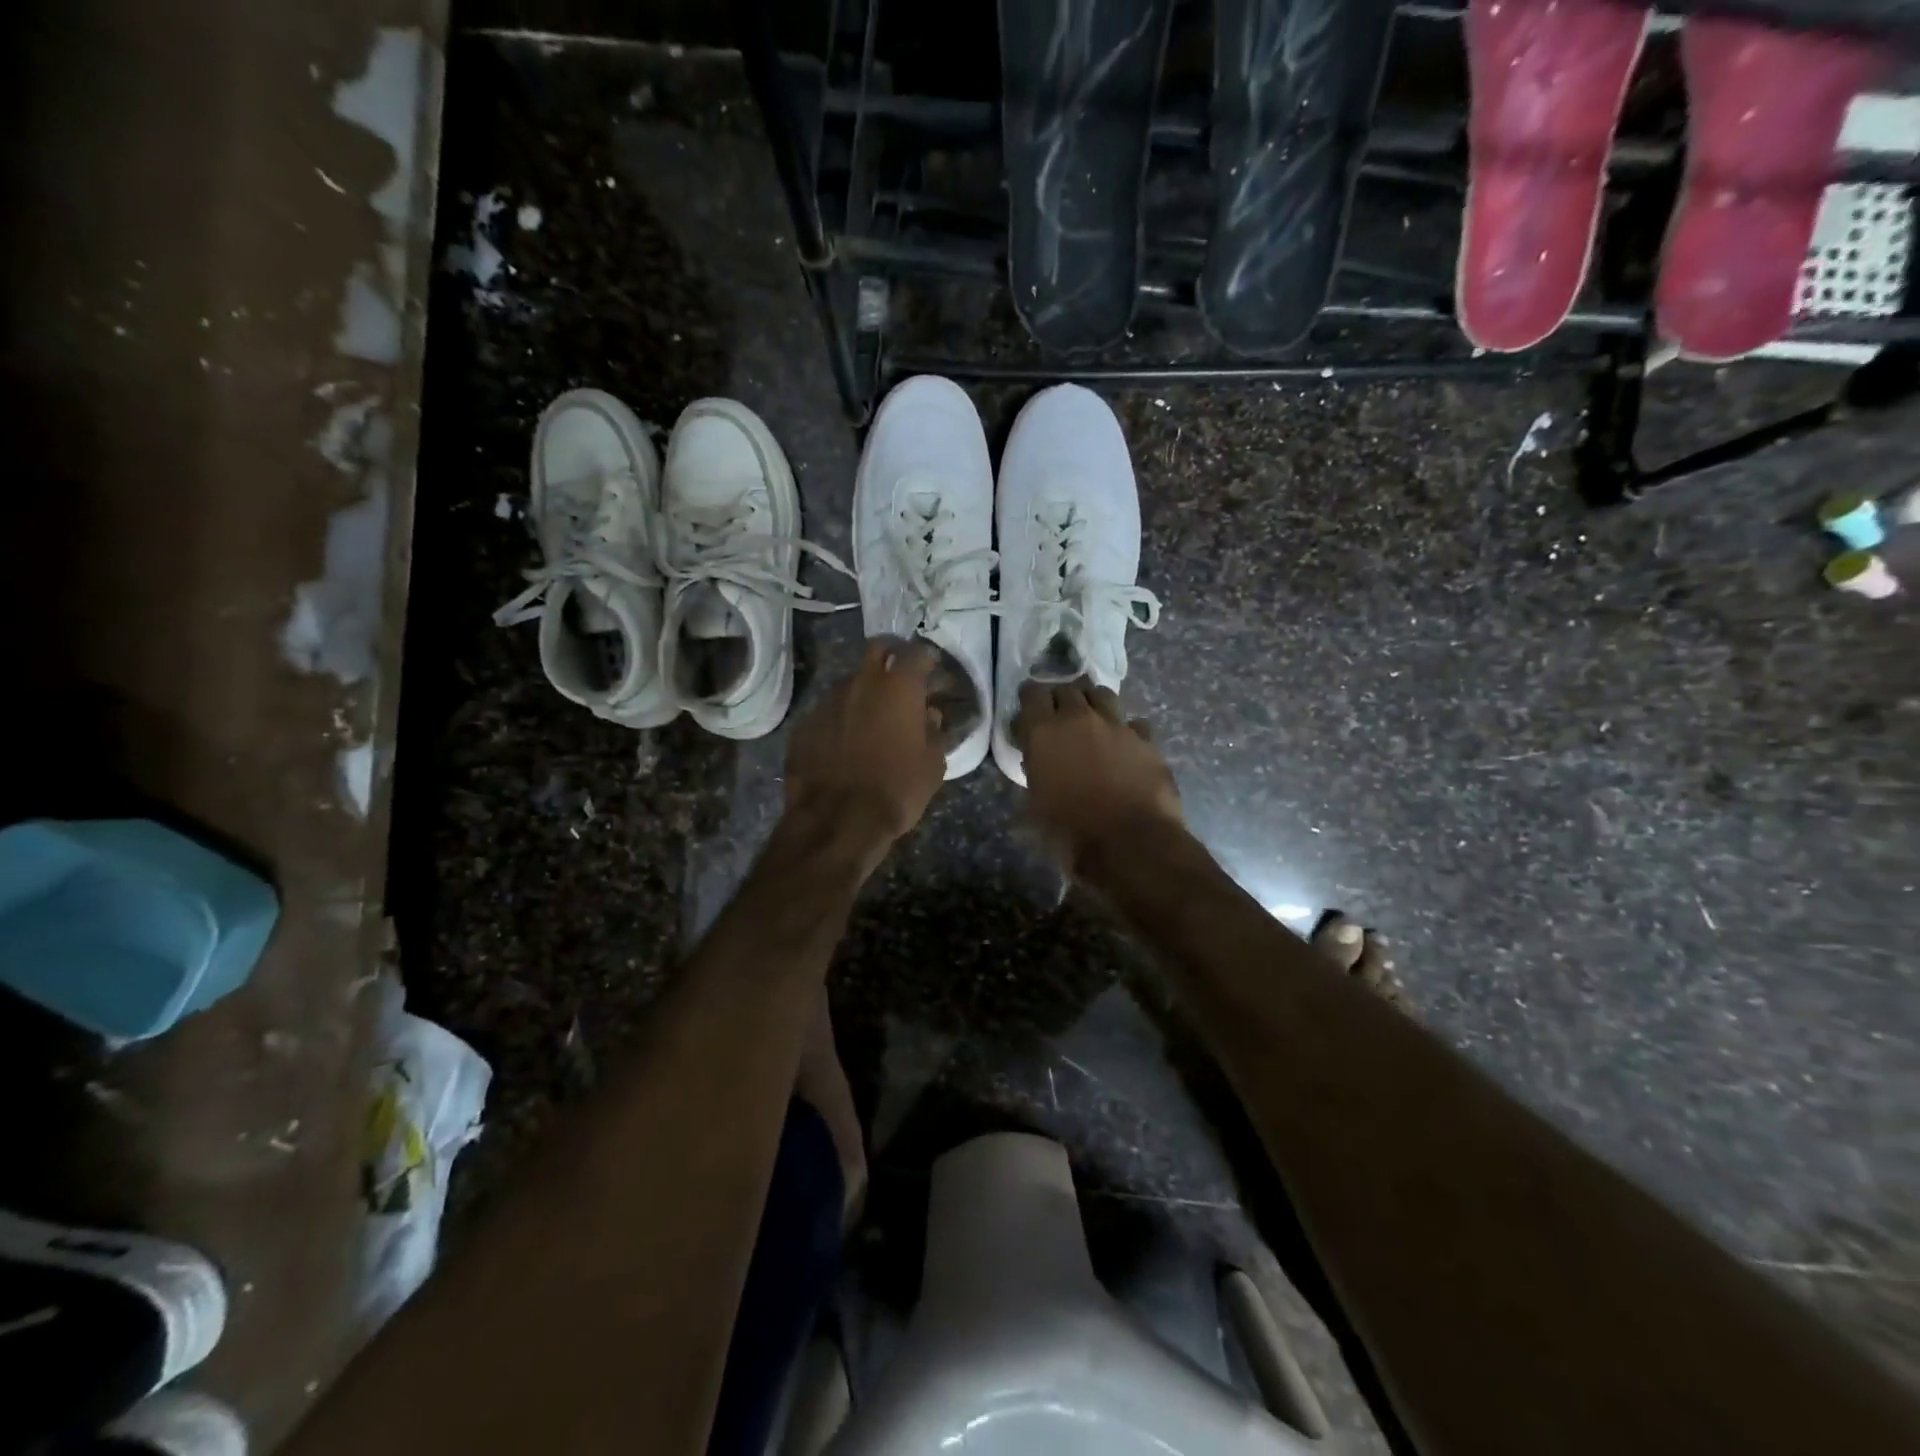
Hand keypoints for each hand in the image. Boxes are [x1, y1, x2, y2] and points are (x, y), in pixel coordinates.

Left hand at [784, 638, 947, 847]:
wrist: (837, 820)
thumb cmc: (896, 790)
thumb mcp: (932, 765)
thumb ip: (933, 732)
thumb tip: (928, 715)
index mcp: (899, 687)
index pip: (917, 653)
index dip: (927, 660)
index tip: (932, 672)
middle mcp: (862, 682)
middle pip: (878, 649)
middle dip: (891, 656)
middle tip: (900, 677)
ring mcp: (828, 700)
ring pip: (850, 680)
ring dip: (863, 690)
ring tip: (871, 715)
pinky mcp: (805, 723)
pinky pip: (828, 710)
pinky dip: (840, 717)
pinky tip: (844, 740)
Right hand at [1014, 678, 1183, 867]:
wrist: (1130, 842)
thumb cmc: (1071, 830)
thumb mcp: (1035, 805)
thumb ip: (1035, 772)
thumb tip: (1037, 762)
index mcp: (1044, 732)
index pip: (1031, 693)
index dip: (1030, 698)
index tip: (1029, 708)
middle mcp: (1079, 718)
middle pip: (1067, 689)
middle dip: (1061, 699)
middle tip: (1059, 716)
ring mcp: (1116, 725)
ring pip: (1102, 694)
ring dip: (1093, 703)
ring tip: (1093, 719)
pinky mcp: (1146, 739)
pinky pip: (1134, 723)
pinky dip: (1127, 730)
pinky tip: (1126, 744)